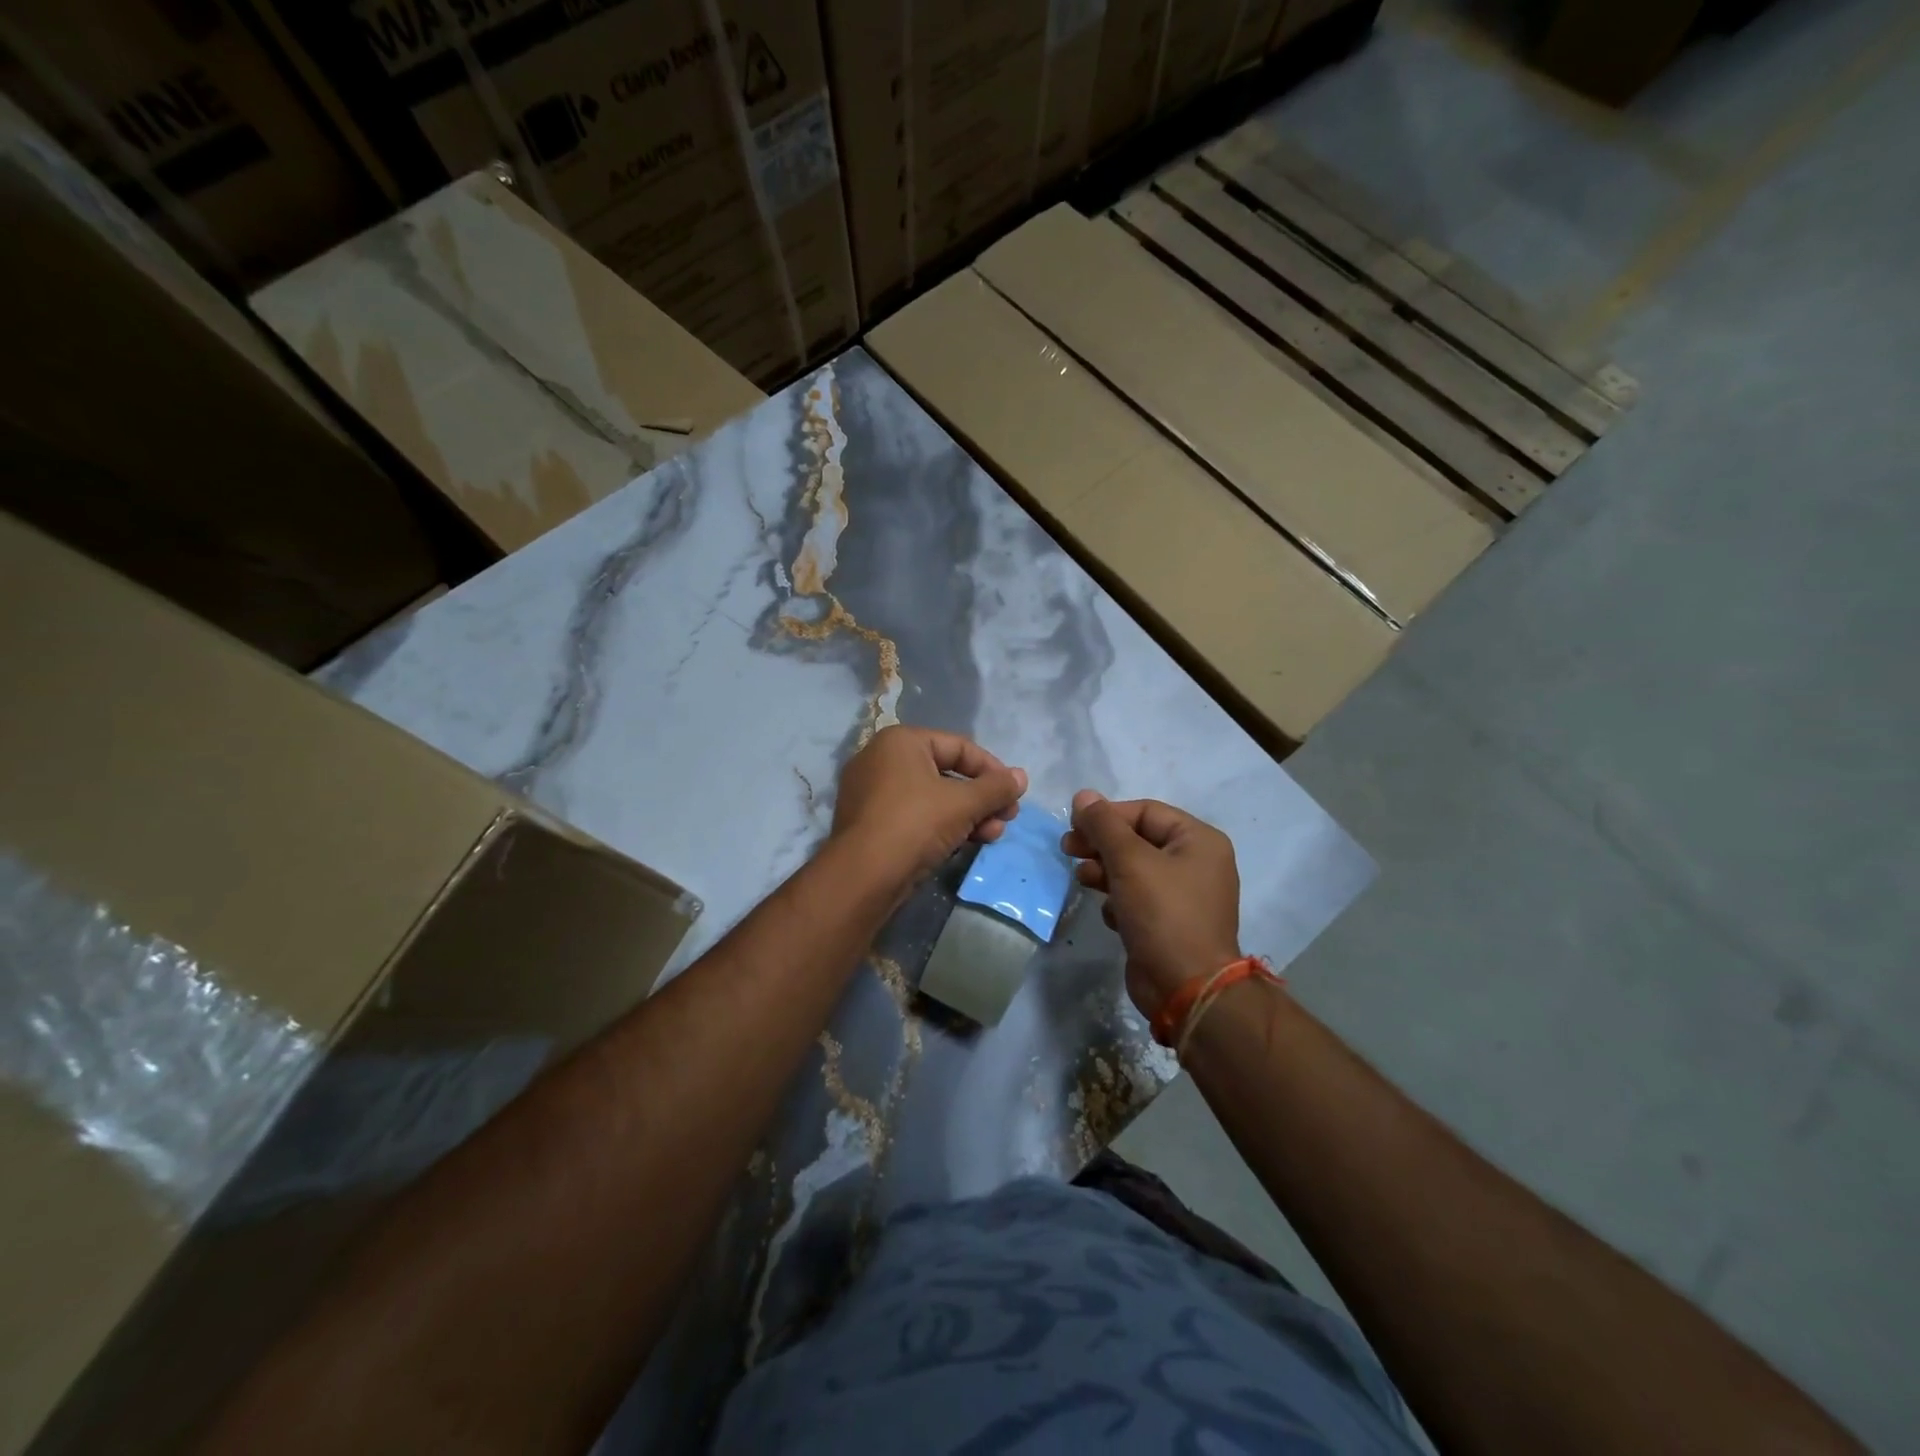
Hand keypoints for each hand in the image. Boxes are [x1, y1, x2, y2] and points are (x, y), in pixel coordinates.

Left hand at [832, 726, 1027, 885]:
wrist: (863, 877)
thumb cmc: (915, 824)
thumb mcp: (963, 803)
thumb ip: (996, 788)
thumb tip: (1021, 777)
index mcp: (901, 742)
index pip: (959, 747)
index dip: (992, 770)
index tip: (1014, 793)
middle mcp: (882, 760)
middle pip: (947, 774)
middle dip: (982, 799)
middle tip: (1007, 819)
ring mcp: (872, 793)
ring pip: (933, 798)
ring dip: (968, 816)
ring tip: (992, 836)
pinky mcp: (871, 824)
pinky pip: (915, 817)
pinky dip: (943, 827)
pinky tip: (966, 844)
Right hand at [1061, 791, 1241, 1017]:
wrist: (1186, 988)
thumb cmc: (1163, 913)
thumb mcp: (1130, 861)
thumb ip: (1103, 825)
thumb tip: (1083, 795)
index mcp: (1199, 840)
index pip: (1145, 811)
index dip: (1106, 815)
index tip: (1073, 826)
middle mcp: (1196, 863)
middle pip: (1138, 839)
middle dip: (1101, 844)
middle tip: (1067, 849)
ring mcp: (1183, 896)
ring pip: (1134, 870)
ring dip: (1104, 871)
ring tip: (1082, 879)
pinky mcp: (1168, 924)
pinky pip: (1137, 899)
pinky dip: (1119, 902)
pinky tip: (1110, 915)